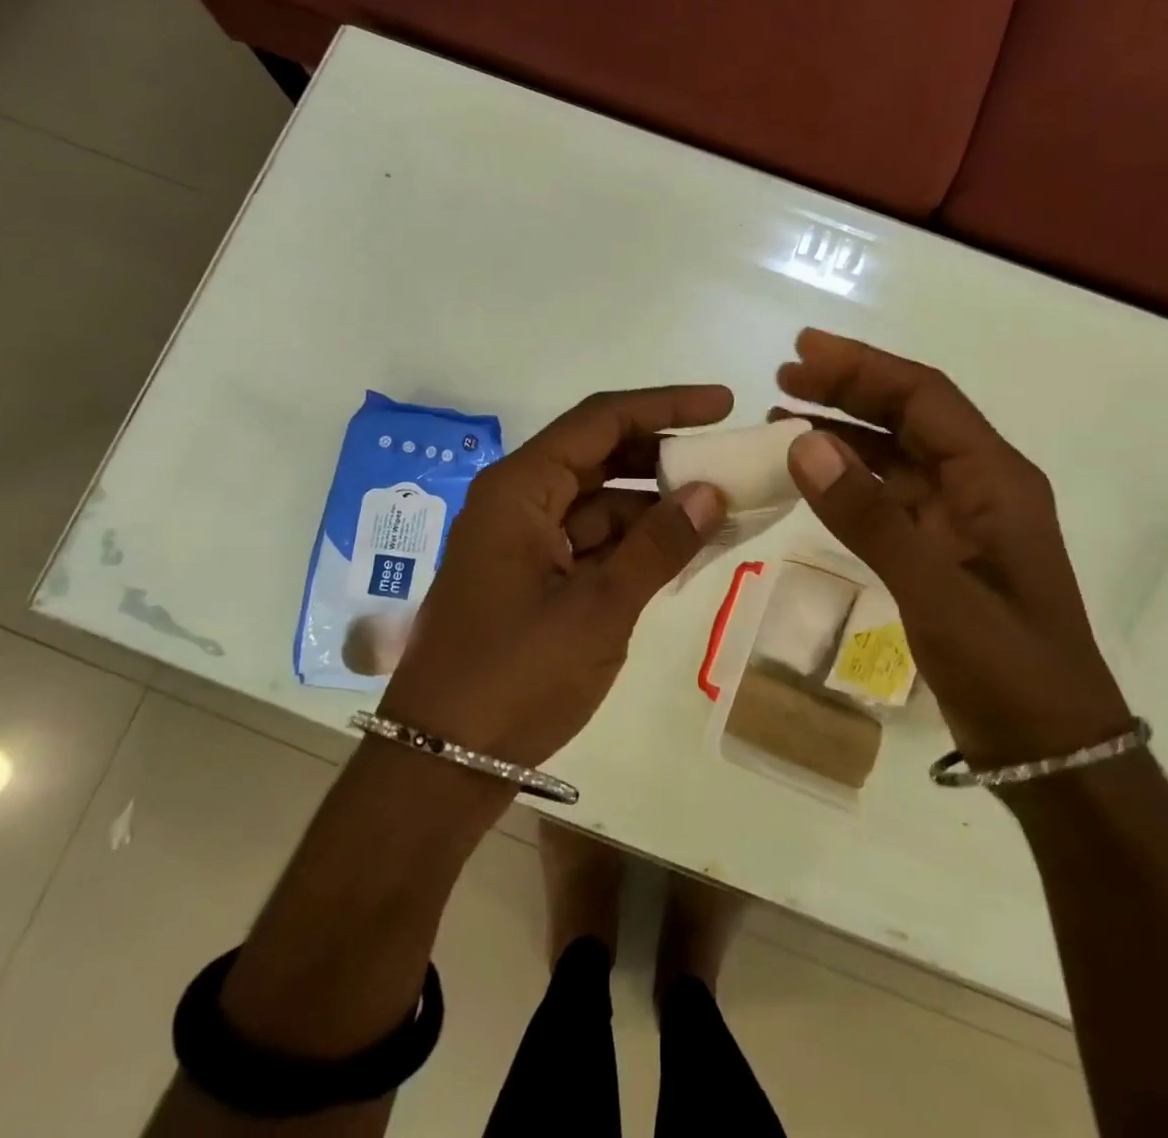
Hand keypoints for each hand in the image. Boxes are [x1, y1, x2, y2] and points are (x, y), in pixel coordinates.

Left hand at [378, 386, 730, 768]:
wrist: (442, 761)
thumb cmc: (515, 676)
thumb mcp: (598, 609)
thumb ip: (658, 547)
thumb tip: (711, 493)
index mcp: (520, 488)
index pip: (601, 420)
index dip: (666, 406)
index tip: (723, 405)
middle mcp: (518, 501)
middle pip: (599, 455)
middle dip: (663, 455)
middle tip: (725, 459)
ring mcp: (523, 540)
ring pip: (599, 501)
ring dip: (654, 504)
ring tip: (720, 509)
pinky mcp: (532, 577)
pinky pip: (591, 541)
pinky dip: (634, 543)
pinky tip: (682, 551)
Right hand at [777, 329, 1130, 770]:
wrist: (1050, 750)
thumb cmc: (1007, 667)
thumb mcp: (935, 590)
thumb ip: (869, 517)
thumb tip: (802, 443)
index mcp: (994, 478)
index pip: (924, 397)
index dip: (863, 367)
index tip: (804, 350)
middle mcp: (980, 485)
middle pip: (909, 417)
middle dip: (848, 390)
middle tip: (784, 376)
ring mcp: (960, 519)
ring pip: (896, 455)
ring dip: (844, 432)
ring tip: (783, 416)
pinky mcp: (942, 550)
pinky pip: (889, 496)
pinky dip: (849, 480)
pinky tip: (813, 477)